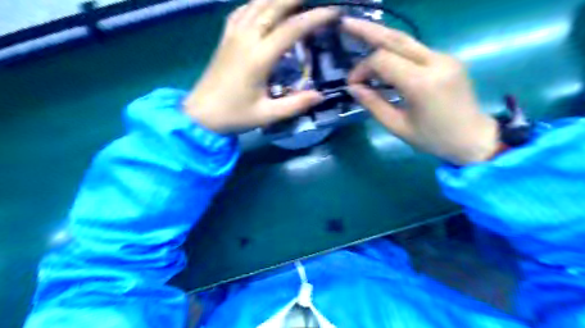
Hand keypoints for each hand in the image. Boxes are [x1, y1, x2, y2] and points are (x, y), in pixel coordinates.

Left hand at [183, 0, 337, 132]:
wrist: (200, 115)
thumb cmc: (234, 115)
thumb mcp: (267, 115)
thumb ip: (295, 105)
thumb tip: (320, 96)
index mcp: (258, 58)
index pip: (291, 29)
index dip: (315, 18)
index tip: (334, 13)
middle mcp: (246, 39)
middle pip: (273, 6)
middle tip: (316, 2)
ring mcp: (233, 36)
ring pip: (257, 3)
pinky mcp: (225, 38)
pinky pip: (241, 11)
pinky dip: (256, 3)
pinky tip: (264, 5)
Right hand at [344, 17, 497, 165]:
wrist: (473, 137)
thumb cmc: (433, 138)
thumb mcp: (397, 127)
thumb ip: (374, 104)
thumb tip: (354, 87)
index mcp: (422, 83)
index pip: (382, 61)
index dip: (362, 69)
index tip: (353, 84)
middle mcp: (436, 62)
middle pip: (395, 38)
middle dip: (368, 30)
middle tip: (345, 23)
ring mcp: (444, 57)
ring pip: (406, 40)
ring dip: (380, 37)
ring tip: (359, 32)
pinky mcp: (446, 59)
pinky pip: (415, 50)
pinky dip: (394, 52)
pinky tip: (382, 59)